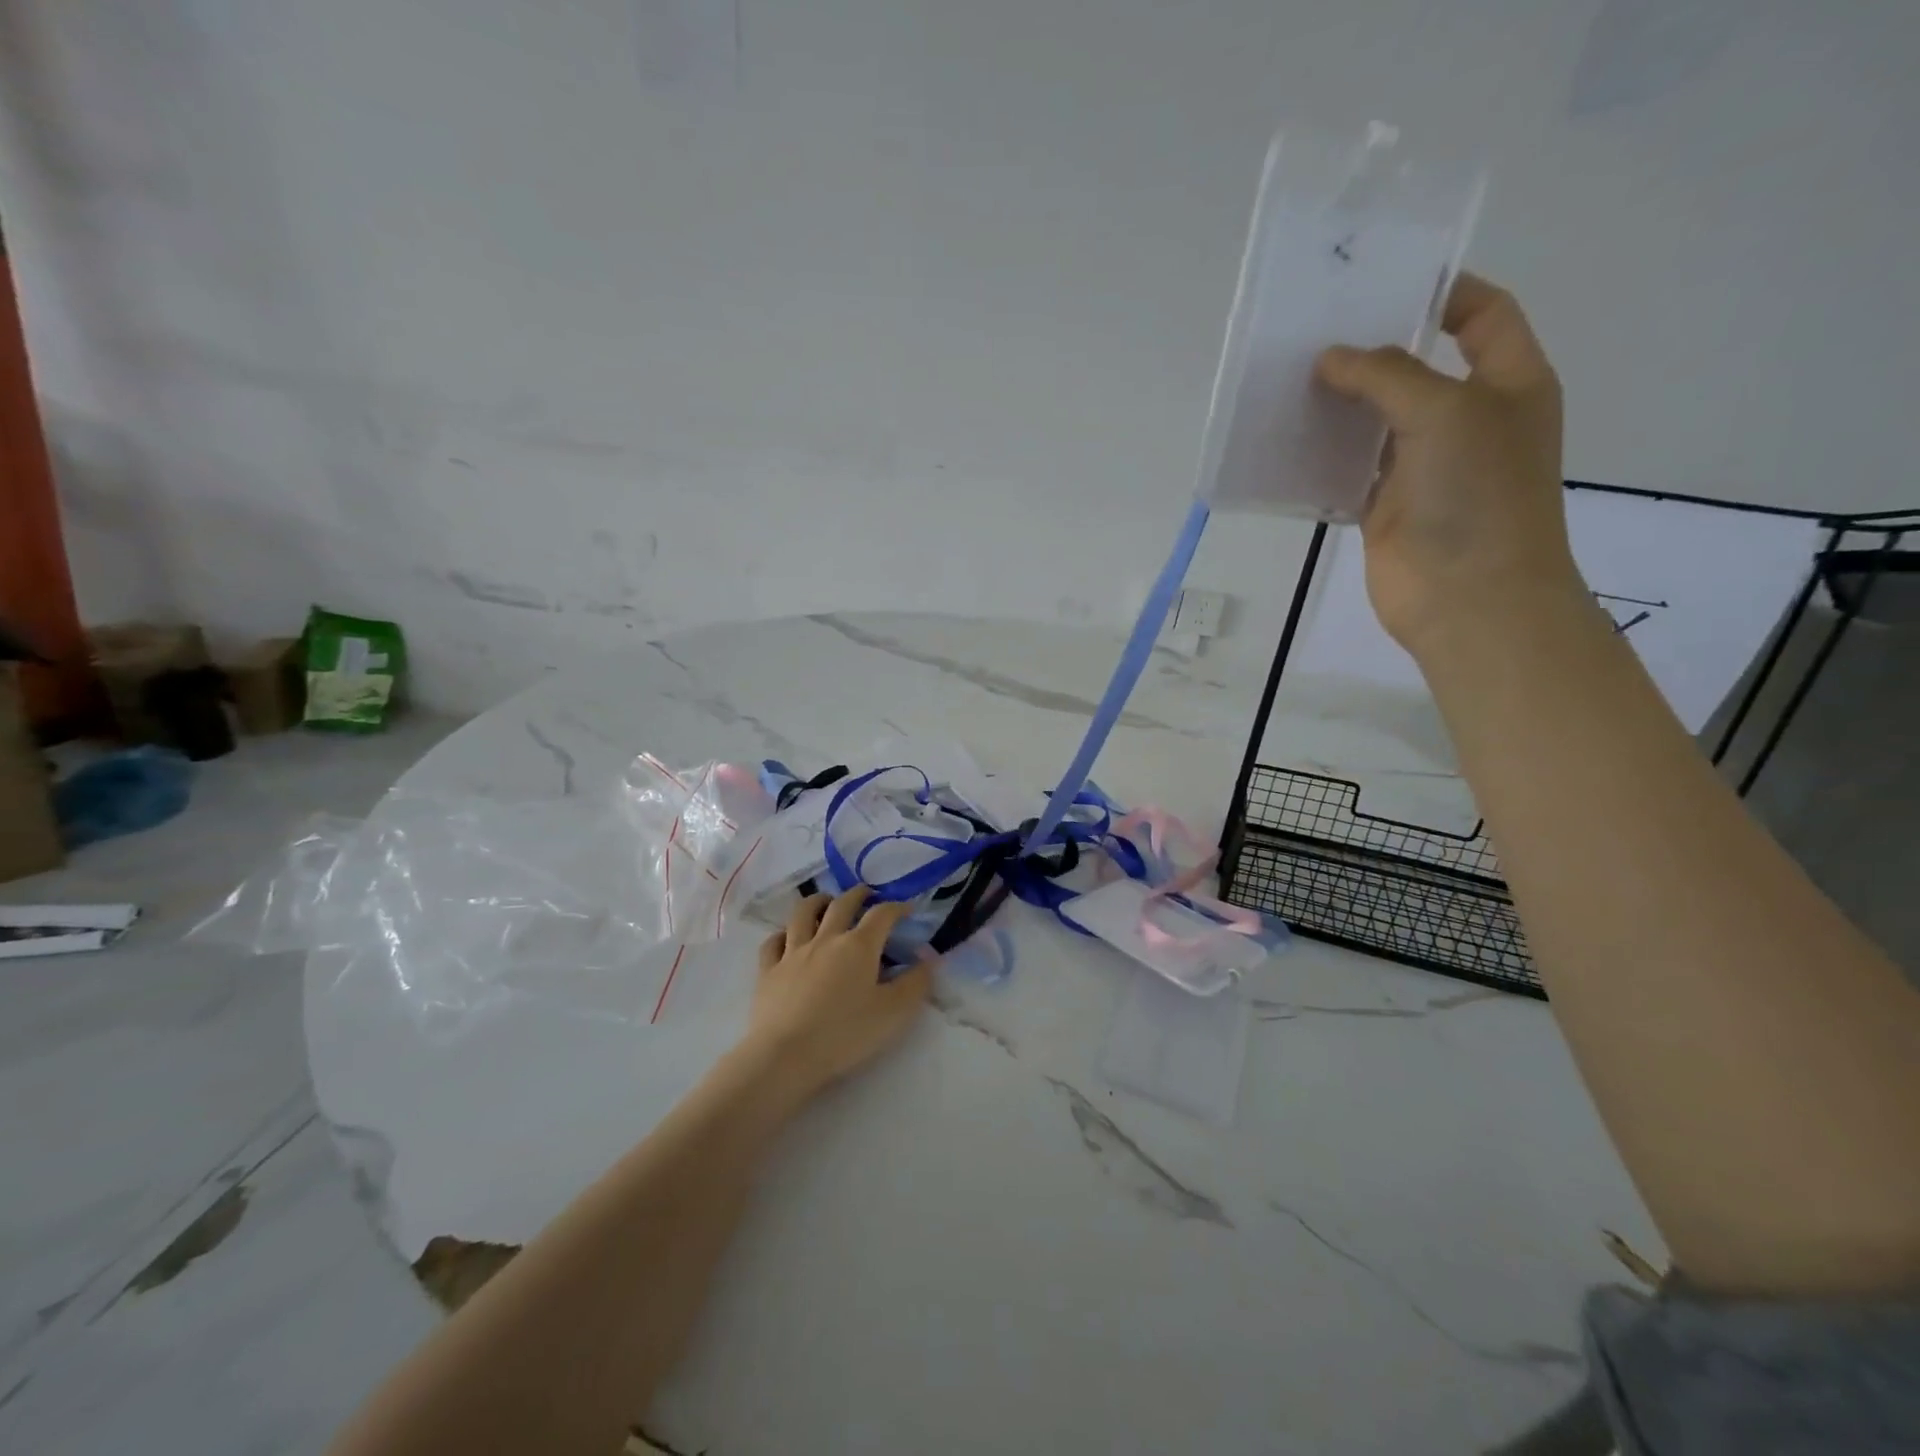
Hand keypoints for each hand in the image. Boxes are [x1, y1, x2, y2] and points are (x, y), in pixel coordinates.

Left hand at [740, 887, 930, 1101]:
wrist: (785, 1056)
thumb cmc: (844, 1034)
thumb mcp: (893, 1013)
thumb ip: (916, 983)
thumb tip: (929, 958)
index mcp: (859, 946)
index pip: (882, 914)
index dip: (897, 907)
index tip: (907, 909)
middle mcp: (826, 939)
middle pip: (842, 904)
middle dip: (858, 894)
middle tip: (867, 894)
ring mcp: (793, 952)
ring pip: (803, 913)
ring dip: (817, 901)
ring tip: (826, 901)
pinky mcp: (768, 970)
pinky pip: (773, 942)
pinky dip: (782, 934)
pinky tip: (786, 938)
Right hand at [1314, 273, 1586, 656]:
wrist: (1468, 597)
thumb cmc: (1476, 495)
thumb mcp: (1443, 412)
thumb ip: (1386, 376)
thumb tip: (1331, 358)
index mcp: (1507, 383)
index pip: (1482, 315)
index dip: (1442, 292)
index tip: (1381, 286)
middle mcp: (1467, 418)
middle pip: (1417, 367)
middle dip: (1372, 349)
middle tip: (1314, 333)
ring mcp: (1423, 466)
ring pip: (1375, 421)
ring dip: (1339, 404)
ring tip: (1289, 381)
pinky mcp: (1385, 506)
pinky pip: (1348, 470)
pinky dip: (1321, 457)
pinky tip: (1287, 441)